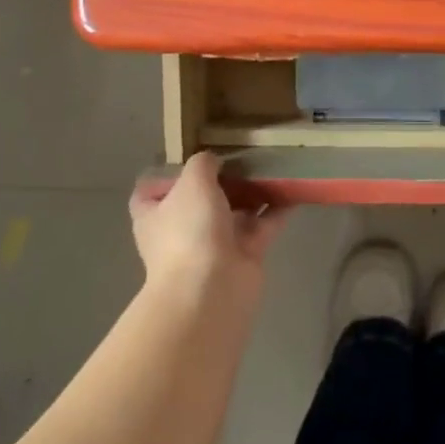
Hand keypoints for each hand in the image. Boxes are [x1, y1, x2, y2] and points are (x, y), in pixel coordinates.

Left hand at [129, 152, 289, 312]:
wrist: (212, 289)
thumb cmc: (190, 230)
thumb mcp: (192, 182)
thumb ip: (203, 163)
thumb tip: (214, 162)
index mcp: (155, 214)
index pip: (150, 192)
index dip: (168, 175)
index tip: (190, 159)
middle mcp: (182, 229)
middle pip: (200, 199)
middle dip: (221, 179)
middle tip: (244, 155)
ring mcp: (215, 244)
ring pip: (235, 211)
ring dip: (252, 192)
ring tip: (273, 164)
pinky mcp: (245, 254)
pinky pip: (264, 225)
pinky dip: (278, 209)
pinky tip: (293, 188)